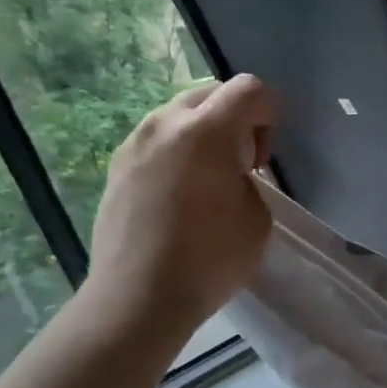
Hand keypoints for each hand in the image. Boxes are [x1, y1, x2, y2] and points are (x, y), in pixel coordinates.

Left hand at [82, 75, 278, 341]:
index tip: (265, 156)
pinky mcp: (116, 166)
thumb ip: (250, 180)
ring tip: (208, 178)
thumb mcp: (257, 218)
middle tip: (241, 164)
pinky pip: (156, 140)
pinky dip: (176, 151)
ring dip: (203, 132)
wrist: (137, 298)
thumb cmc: (208, 259)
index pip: (250, 89)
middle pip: (211, 93)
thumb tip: (230, 175)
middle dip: (235, 118)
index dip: (270, 113)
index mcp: (206, 130)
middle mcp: (165, 124)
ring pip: (179, 114)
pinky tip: (179, 194)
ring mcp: (134, 143)